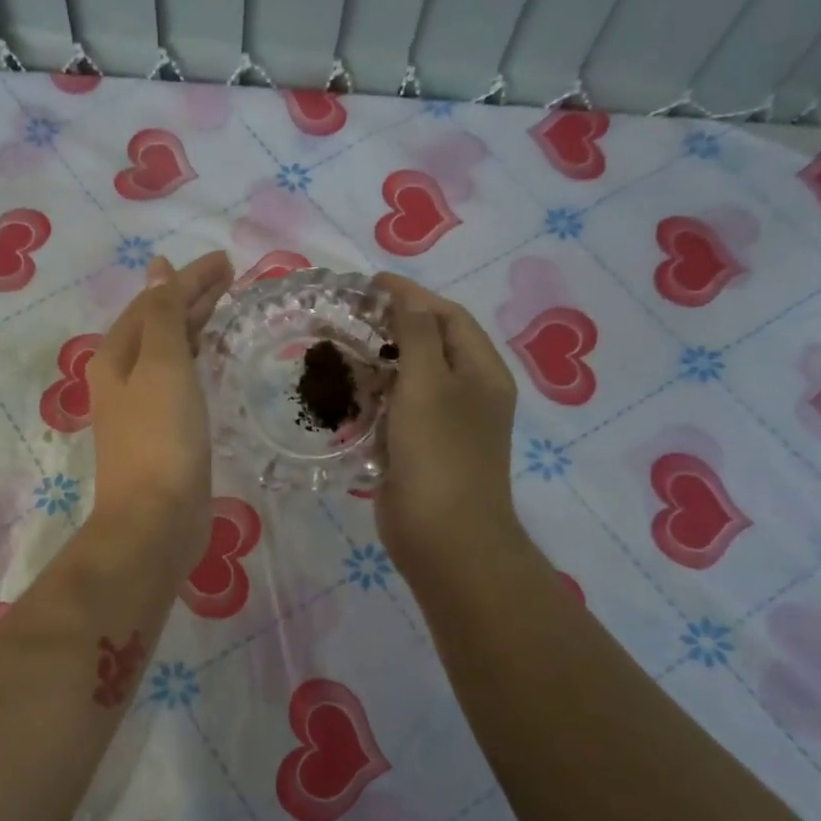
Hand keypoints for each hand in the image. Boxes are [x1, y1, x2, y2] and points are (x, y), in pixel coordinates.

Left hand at [87, 252, 231, 572]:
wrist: (155, 520)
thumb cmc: (159, 437)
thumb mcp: (161, 365)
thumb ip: (162, 315)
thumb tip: (158, 270)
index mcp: (116, 356)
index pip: (153, 302)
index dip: (188, 279)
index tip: (227, 261)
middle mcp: (122, 378)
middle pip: (157, 324)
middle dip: (190, 297)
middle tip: (230, 277)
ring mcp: (140, 409)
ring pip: (167, 353)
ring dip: (191, 327)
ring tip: (220, 307)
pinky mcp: (162, 434)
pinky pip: (178, 382)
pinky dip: (194, 361)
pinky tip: (209, 360)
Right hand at [372, 274, 522, 582]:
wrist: (444, 536)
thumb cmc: (439, 453)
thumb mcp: (429, 383)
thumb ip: (416, 334)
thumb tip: (405, 295)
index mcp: (482, 372)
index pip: (447, 317)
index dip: (410, 296)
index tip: (368, 284)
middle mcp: (468, 393)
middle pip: (429, 345)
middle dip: (390, 327)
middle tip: (348, 316)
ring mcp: (443, 424)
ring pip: (409, 379)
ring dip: (377, 363)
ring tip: (339, 349)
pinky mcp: (418, 450)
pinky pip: (396, 411)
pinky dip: (373, 398)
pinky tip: (346, 394)